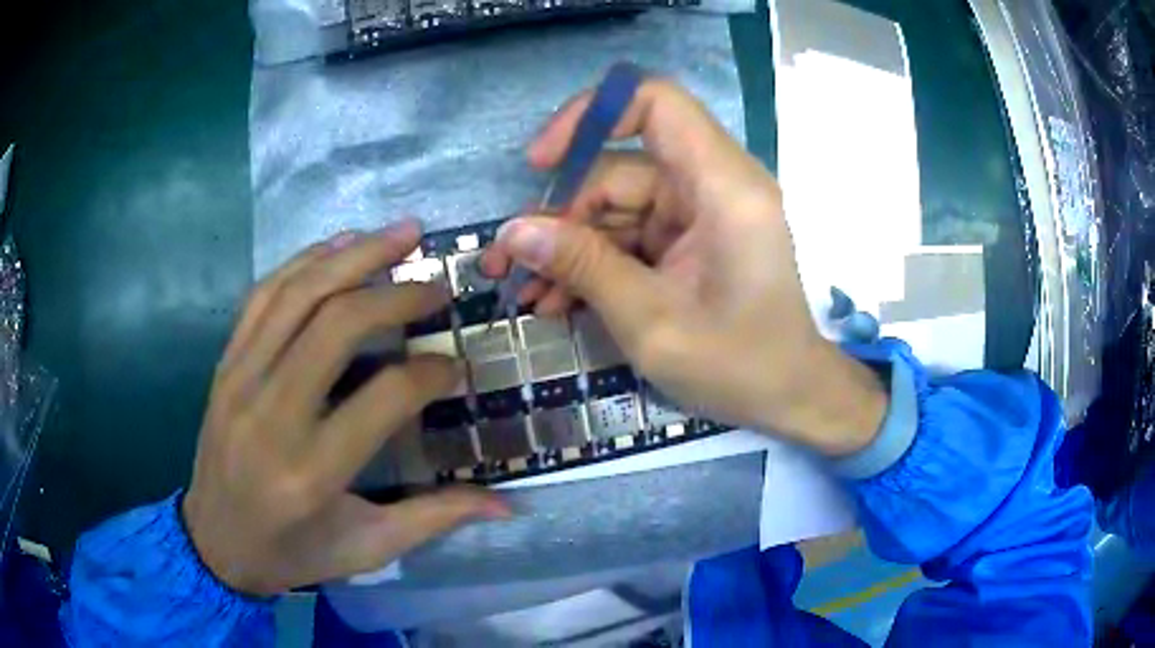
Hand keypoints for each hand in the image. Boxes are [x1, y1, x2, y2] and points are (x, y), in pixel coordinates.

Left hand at [184, 221, 508, 596]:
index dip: (431, 372)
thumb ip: (436, 519)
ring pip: (298, 294)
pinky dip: (304, 262)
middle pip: (337, 325)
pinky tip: (339, 246)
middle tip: (438, 283)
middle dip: (396, 293)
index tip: (457, 365)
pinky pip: (263, 296)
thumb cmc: (294, 553)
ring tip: (401, 233)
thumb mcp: (368, 549)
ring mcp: (240, 380)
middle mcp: (272, 414)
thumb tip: (508, 506)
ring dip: (353, 255)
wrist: (213, 544)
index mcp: (313, 471)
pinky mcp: (225, 365)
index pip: (384, 397)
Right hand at [482, 79, 886, 455]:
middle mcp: (713, 184)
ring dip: (569, 247)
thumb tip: (512, 232)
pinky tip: (558, 299)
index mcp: (724, 186)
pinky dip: (595, 262)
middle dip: (561, 216)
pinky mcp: (690, 238)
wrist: (789, 397)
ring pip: (616, 205)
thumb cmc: (739, 365)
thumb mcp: (651, 321)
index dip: (591, 115)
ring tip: (527, 295)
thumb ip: (583, 267)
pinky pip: (630, 234)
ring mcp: (700, 212)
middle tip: (509, 265)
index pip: (655, 103)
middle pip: (619, 168)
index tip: (543, 162)